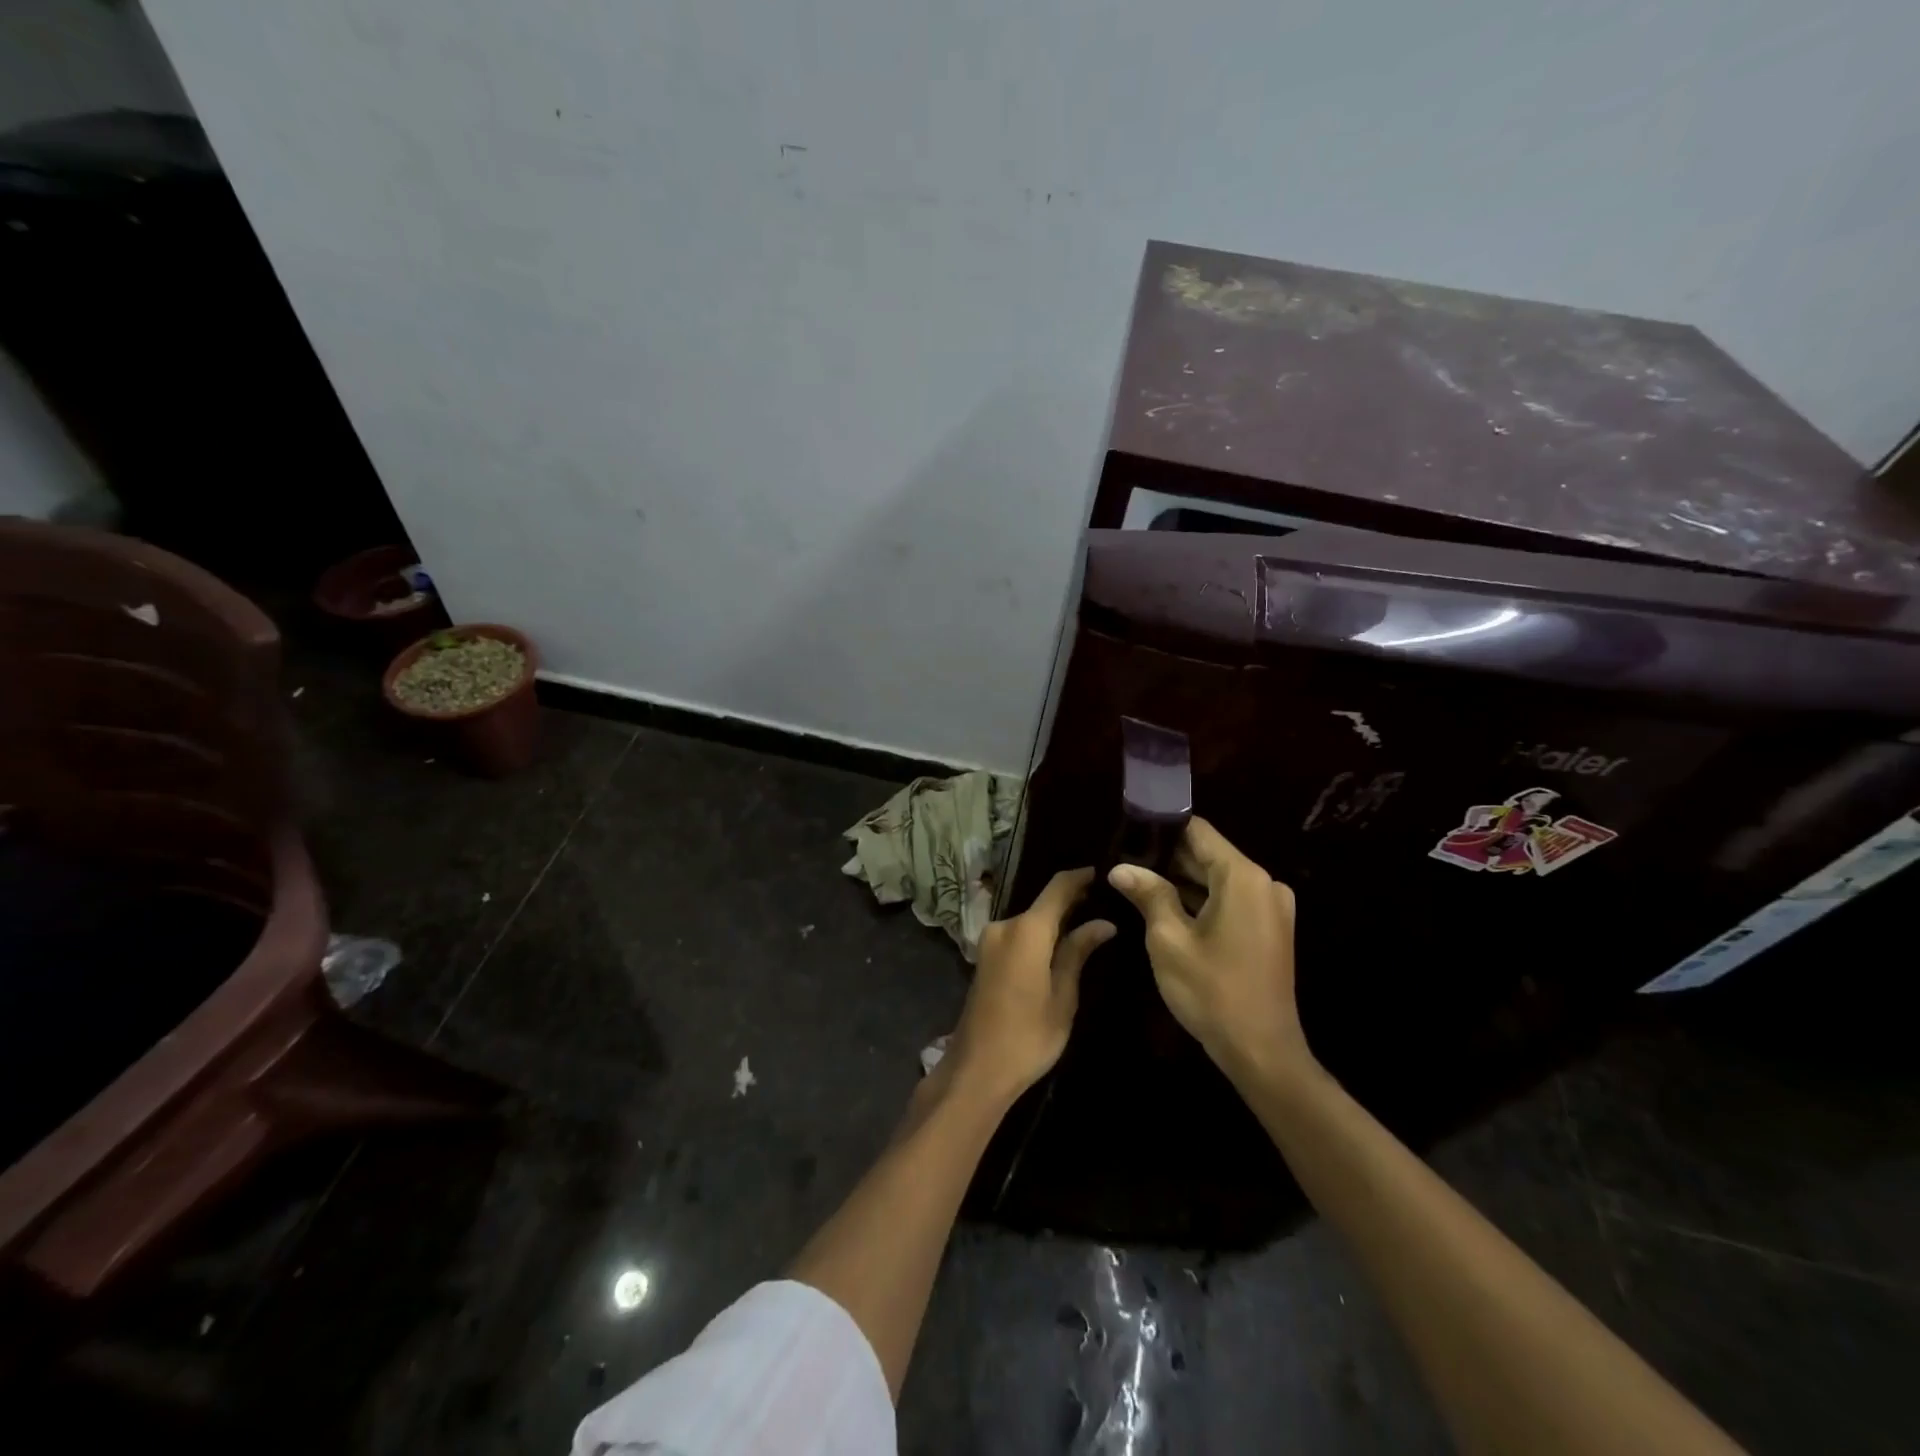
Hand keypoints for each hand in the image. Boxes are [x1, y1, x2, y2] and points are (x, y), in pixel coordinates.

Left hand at [947, 869, 1114, 1105]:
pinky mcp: (986, 957)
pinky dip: (1039, 934)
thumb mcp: (1063, 996)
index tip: (1104, 872)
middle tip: (1106, 901)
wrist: (978, 1068)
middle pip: (1042, 904)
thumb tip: (1103, 924)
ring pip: (1030, 920)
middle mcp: (1004, 926)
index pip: (1057, 888)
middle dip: (1072, 900)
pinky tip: (1061, 943)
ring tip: (1089, 921)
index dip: (1080, 877)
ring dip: (1055, 920)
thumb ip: (1078, 952)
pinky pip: (1018, 935)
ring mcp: (990, 941)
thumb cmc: (1029, 1035)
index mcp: (1026, 930)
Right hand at [1107, 817, 1307, 1082]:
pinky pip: (1229, 901)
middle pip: (1207, 854)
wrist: (1262, 1053)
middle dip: (1166, 858)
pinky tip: (1164, 908)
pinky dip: (1199, 901)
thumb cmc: (1212, 992)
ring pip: (1216, 879)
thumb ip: (1147, 894)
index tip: (1127, 833)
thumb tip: (1120, 868)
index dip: (1161, 828)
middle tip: (1123, 862)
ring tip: (1136, 882)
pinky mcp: (1269, 929)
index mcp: (1243, 877)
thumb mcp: (1168, 940)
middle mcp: (1264, 883)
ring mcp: (1270, 907)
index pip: (1198, 831)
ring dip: (1180, 881)